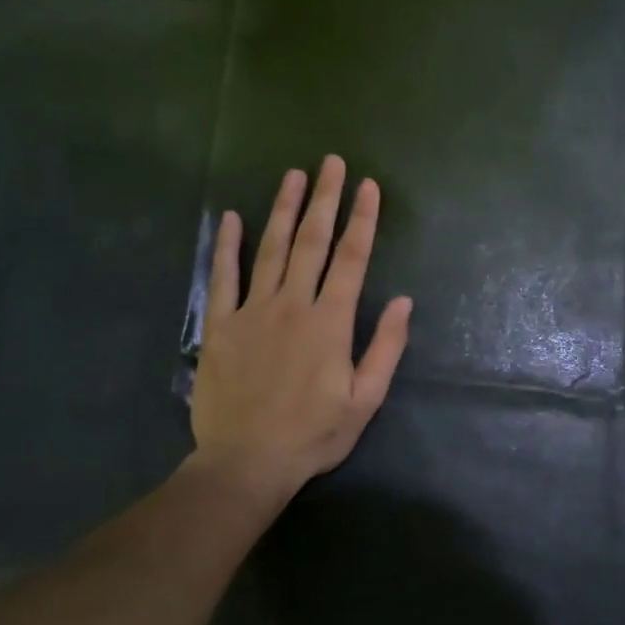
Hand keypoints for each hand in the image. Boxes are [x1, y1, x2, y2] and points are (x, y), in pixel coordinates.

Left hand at [190, 156, 412, 511]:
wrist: (247, 461)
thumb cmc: (314, 434)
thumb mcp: (366, 399)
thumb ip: (385, 347)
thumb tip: (404, 301)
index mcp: (331, 322)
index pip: (352, 260)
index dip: (362, 220)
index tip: (368, 187)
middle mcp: (293, 306)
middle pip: (311, 242)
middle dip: (324, 200)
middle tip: (331, 163)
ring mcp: (252, 312)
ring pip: (270, 250)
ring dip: (282, 210)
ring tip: (293, 176)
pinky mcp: (220, 326)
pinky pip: (222, 278)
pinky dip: (226, 246)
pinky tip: (232, 218)